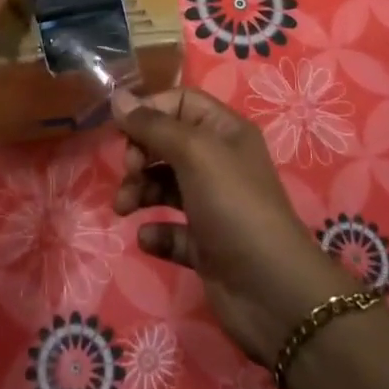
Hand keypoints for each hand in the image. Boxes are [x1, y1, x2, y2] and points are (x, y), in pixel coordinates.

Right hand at [113, 87, 359, 366]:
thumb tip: (117, 97)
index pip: (180, 102)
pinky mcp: (204, 244)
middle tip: (129, 172)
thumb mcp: (194, 152)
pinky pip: (170, 229)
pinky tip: (148, 238)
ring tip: (123, 208)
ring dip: (139, 191)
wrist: (271, 291)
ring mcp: (212, 204)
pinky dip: (155, 231)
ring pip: (164, 185)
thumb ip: (153, 125)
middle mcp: (219, 162)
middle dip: (140, 154)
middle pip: (167, 142)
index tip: (123, 130)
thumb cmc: (234, 205)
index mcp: (225, 131)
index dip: (150, 111)